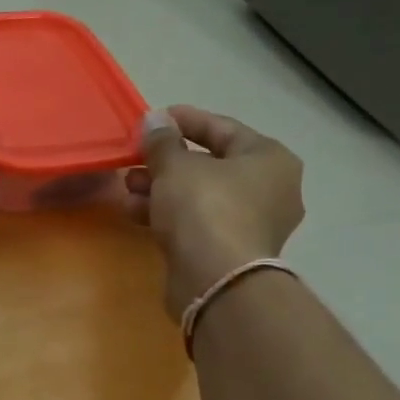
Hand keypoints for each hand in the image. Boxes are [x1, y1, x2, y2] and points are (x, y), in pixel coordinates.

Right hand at [126, 106, 304, 318]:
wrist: (217, 280)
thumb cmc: (204, 208)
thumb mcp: (175, 166)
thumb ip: (162, 140)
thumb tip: (155, 119)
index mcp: (269, 159)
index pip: (223, 128)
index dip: (184, 120)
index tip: (152, 119)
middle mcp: (270, 189)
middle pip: (210, 164)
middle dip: (167, 160)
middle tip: (135, 157)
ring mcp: (253, 223)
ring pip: (200, 195)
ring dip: (162, 188)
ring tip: (128, 187)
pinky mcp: (231, 251)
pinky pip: (197, 221)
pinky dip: (169, 214)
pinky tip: (136, 212)